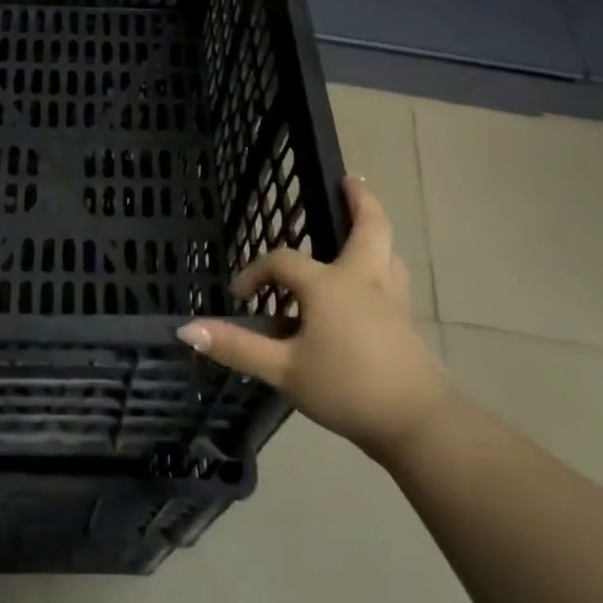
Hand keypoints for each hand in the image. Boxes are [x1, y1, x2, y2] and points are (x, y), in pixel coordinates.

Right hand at [177, 175, 449, 459]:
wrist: (416, 422)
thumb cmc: (345, 387)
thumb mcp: (283, 370)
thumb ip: (236, 346)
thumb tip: (185, 327)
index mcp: (329, 285)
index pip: (283, 262)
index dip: (256, 272)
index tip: (239, 296)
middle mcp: (364, 281)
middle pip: (369, 228)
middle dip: (360, 201)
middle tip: (350, 180)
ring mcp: (392, 300)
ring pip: (389, 252)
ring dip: (376, 233)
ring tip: (364, 227)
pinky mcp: (407, 323)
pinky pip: (393, 279)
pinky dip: (383, 265)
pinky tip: (374, 283)